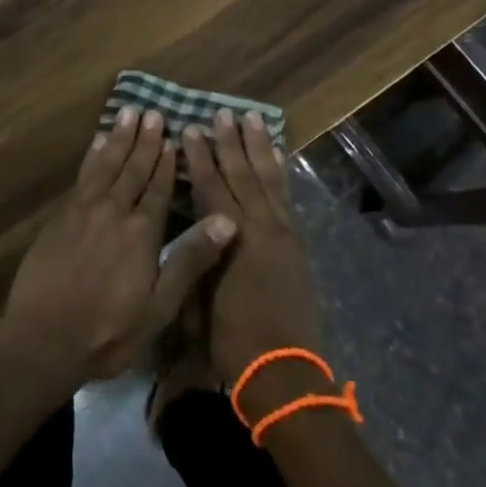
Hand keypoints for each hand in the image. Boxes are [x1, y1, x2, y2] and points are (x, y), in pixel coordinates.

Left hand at [0, 106, 237, 389]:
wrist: (43, 340)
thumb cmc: (108, 331)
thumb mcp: (159, 306)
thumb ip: (190, 260)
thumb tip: (227, 220)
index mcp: (141, 232)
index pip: (159, 188)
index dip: (167, 162)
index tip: (174, 136)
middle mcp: (113, 211)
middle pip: (132, 169)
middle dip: (145, 141)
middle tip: (153, 113)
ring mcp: (82, 211)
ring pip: (105, 165)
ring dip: (119, 139)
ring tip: (127, 113)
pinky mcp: (60, 217)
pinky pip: (82, 175)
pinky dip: (92, 156)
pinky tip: (97, 144)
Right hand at [183, 110, 324, 401]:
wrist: (283, 373)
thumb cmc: (230, 339)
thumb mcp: (198, 296)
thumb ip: (197, 254)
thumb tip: (191, 224)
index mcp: (231, 238)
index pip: (211, 186)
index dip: (199, 157)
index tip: (189, 130)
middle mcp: (260, 227)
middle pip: (242, 174)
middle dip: (230, 142)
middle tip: (221, 113)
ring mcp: (282, 233)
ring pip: (268, 179)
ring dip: (259, 147)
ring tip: (253, 119)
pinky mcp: (296, 244)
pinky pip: (286, 197)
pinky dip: (281, 172)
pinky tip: (278, 155)